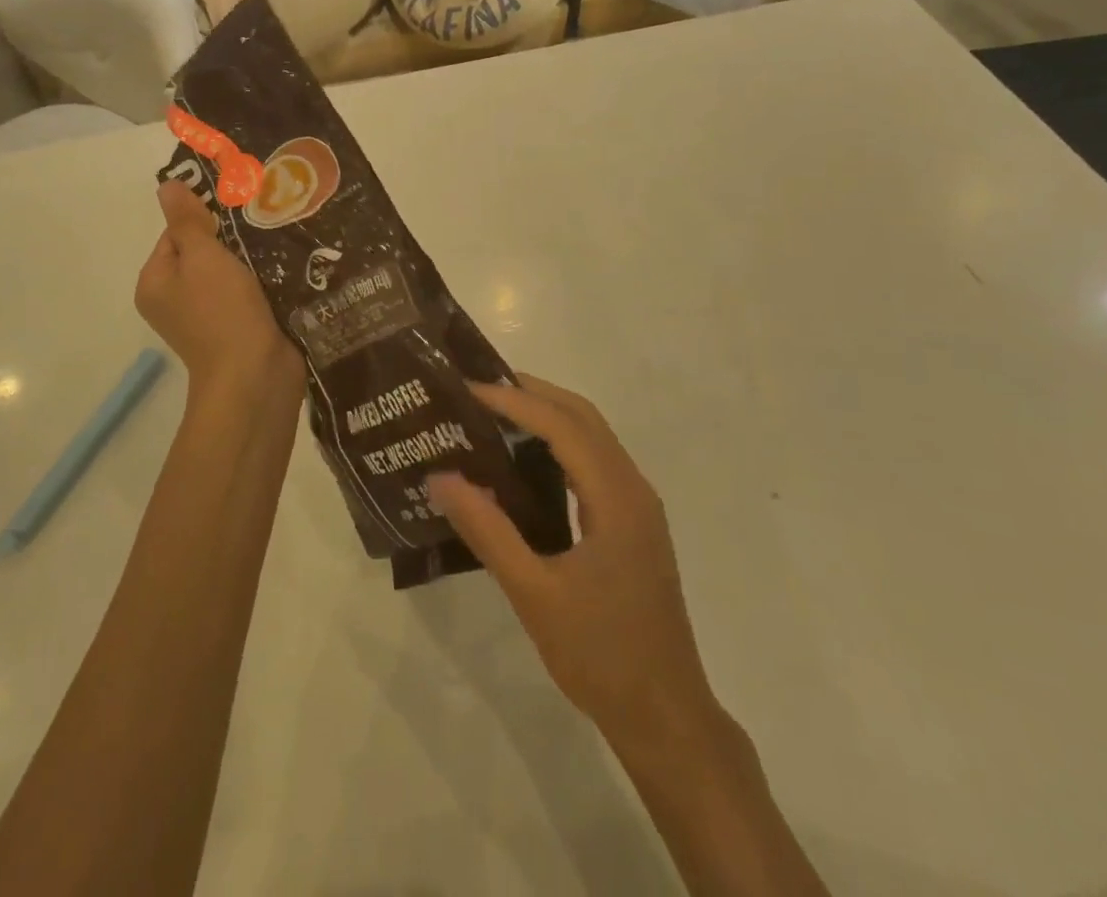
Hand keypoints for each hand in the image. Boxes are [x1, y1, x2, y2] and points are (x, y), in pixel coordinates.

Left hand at [136, 180, 305, 416]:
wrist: (255, 376)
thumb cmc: (222, 311)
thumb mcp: (202, 257)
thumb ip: (186, 221)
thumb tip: (166, 186)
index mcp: (155, 283)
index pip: (176, 233)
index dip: (205, 220)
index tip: (239, 214)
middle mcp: (174, 300)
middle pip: (203, 252)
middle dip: (232, 239)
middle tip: (263, 225)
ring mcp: (206, 317)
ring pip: (229, 272)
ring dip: (252, 260)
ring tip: (279, 243)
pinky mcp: (237, 328)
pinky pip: (247, 292)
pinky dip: (263, 281)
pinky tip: (286, 269)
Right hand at [426, 376, 718, 743]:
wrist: (666, 717)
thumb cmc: (601, 656)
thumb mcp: (534, 594)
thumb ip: (487, 531)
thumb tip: (440, 477)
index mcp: (616, 498)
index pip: (563, 425)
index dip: (515, 399)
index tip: (467, 389)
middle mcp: (633, 489)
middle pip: (582, 416)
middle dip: (532, 393)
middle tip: (477, 389)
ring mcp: (638, 506)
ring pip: (592, 436)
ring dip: (547, 414)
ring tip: (494, 413)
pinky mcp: (633, 524)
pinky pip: (594, 462)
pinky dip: (559, 443)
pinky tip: (524, 461)